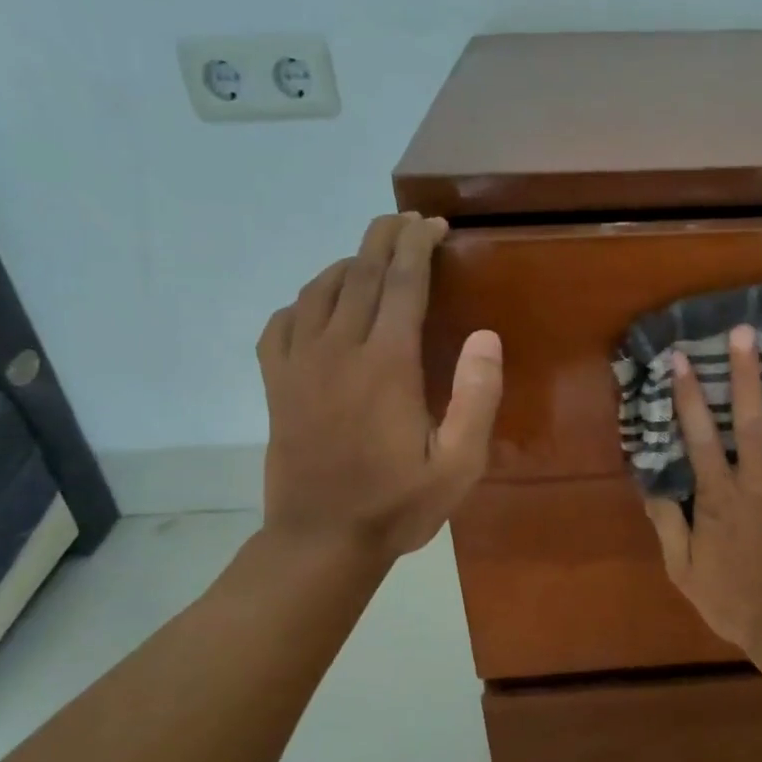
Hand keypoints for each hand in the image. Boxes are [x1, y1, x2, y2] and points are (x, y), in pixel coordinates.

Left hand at [256, 213, 501, 561]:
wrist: (321, 540)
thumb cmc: (398, 504)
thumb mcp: (459, 464)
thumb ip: (476, 398)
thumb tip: (485, 336)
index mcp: (387, 364)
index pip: (403, 282)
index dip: (419, 245)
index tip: (434, 225)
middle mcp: (338, 350)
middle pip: (361, 273)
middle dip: (386, 238)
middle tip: (407, 221)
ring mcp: (299, 364)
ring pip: (321, 289)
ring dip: (350, 263)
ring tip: (374, 258)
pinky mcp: (276, 383)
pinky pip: (283, 322)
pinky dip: (305, 300)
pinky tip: (321, 306)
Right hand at [642, 325, 761, 657]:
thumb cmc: (733, 601)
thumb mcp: (683, 570)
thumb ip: (668, 525)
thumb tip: (652, 484)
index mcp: (720, 498)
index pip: (700, 438)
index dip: (690, 397)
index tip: (683, 358)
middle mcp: (758, 483)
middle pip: (751, 421)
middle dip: (747, 374)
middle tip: (747, 331)